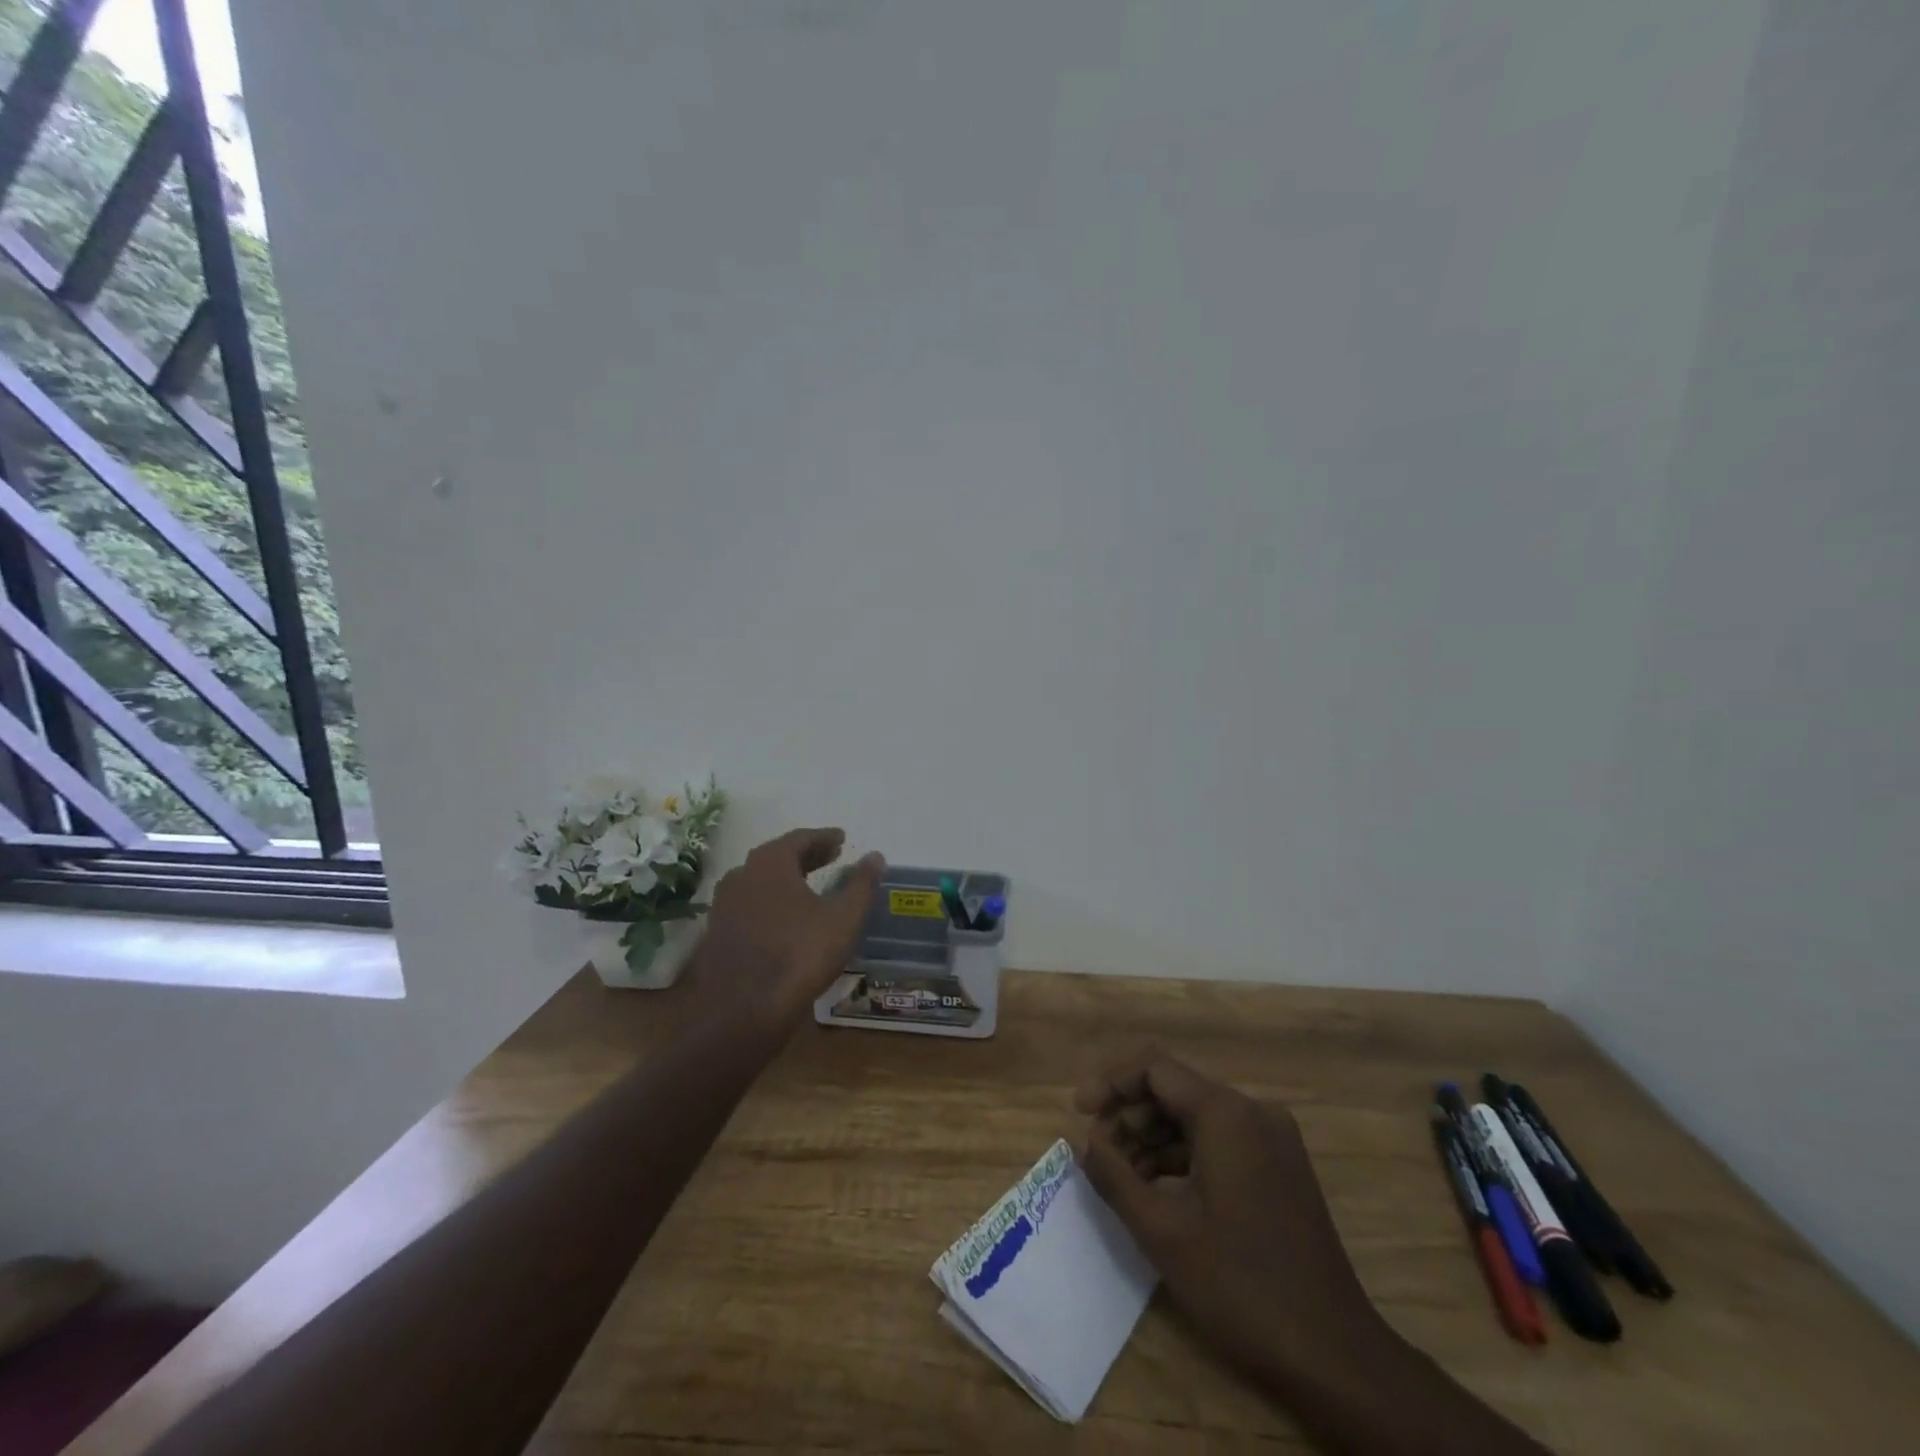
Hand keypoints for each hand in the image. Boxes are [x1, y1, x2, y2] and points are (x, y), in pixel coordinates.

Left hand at [690, 828, 883, 1027]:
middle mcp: (741, 875)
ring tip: (811, 886)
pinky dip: (771, 902)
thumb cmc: (798, 957)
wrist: (741, 1012)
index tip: (842, 840)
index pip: (800, 838)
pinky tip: (786, 919)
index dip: (824, 838)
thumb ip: (861, 885)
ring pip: (761, 881)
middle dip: (807, 856)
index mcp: (770, 863)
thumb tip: (875, 856)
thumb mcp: (843, 920)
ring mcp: (723, 905)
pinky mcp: (716, 933)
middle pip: (778, 856)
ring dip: (787, 878)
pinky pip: (750, 904)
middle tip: (832, 858)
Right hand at [1075, 1051, 1390, 1386]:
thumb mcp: (1161, 1230)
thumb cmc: (1239, 1285)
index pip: (1154, 1068)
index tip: (1079, 1113)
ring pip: (1196, 1117)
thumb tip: (1084, 1142)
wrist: (1335, 1355)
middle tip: (1097, 1153)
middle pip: (1175, 1090)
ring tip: (1121, 1177)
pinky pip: (1220, 1141)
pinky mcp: (1281, 1168)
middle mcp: (1253, 1111)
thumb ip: (1113, 1174)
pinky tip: (1158, 1190)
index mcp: (1226, 1112)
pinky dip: (1183, 1157)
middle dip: (1129, 1115)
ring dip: (1153, 1139)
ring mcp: (1273, 1139)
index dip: (1110, 1083)